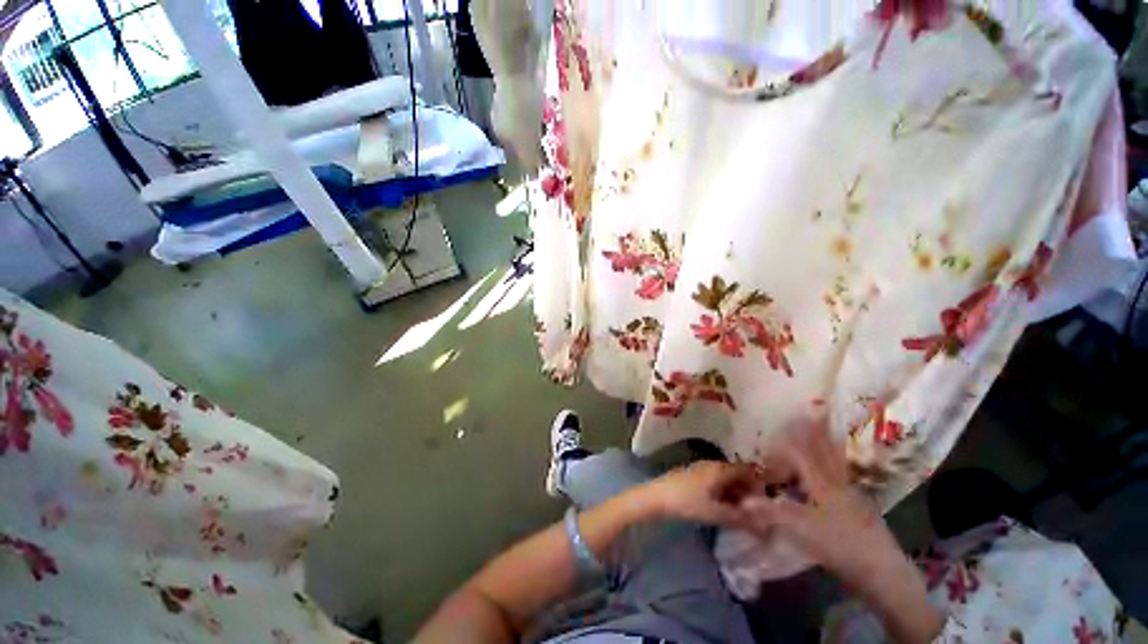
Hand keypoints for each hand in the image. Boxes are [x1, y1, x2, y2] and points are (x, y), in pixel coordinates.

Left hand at [640, 461, 761, 526]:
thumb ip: (741, 517)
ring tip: (746, 512)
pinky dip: (726, 493)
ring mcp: (702, 469)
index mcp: (720, 469)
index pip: (748, 469)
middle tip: (761, 510)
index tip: (774, 496)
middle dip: (751, 490)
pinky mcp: (694, 476)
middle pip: (738, 474)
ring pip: (727, 478)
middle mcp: (713, 465)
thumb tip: (765, 523)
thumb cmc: (687, 502)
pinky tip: (727, 507)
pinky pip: (717, 482)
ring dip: (738, 493)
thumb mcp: (716, 513)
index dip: (763, 481)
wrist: (656, 497)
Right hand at [738, 416, 944, 643]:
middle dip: (817, 430)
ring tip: (827, 428)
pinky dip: (836, 465)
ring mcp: (852, 494)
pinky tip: (836, 470)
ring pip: (837, 462)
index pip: (802, 453)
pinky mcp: (860, 508)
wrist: (883, 571)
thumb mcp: (802, 529)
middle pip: (825, 451)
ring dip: (829, 444)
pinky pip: (843, 477)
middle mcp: (837, 483)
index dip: (789, 439)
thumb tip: (741, 500)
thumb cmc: (840, 545)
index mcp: (822, 483)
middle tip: (815, 409)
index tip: (782, 423)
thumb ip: (771, 512)